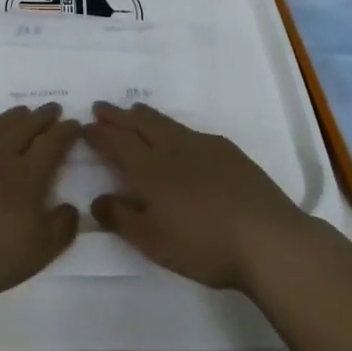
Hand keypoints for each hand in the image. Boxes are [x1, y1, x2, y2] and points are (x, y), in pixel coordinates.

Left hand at [0, 104, 81, 299]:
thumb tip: (70, 207)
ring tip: (21, 111)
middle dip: (41, 117)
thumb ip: (60, 228)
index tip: (75, 123)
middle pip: (24, 128)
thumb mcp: (37, 251)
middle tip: (52, 108)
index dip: (65, 132)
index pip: (52, 144)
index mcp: (28, 175)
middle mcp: (0, 155)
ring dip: (11, 117)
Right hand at [84, 102, 313, 289]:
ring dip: (145, 116)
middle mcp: (173, 149)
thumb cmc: (204, 244)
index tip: (84, 127)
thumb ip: (122, 218)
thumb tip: (97, 199)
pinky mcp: (227, 151)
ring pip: (166, 123)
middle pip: (139, 125)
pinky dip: (173, 127)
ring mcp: (203, 146)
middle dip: (117, 116)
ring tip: (134, 109)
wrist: (267, 237)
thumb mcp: (154, 241)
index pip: (117, 144)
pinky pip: (190, 131)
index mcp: (150, 169)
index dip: (99, 135)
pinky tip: (179, 136)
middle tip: (101, 106)